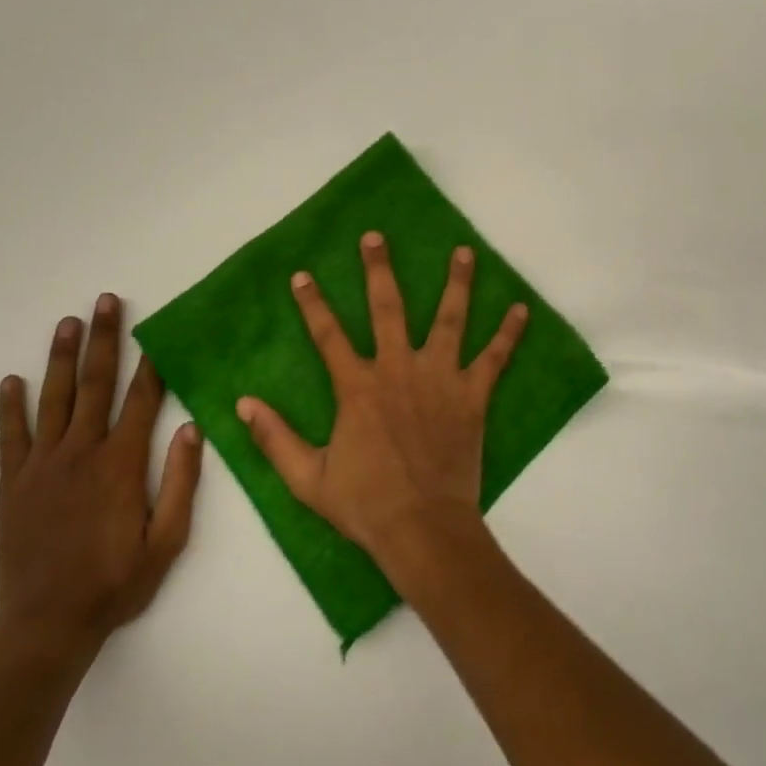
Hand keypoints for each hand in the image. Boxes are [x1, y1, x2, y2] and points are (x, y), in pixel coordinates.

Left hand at [0, 294, 202, 661]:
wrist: (45, 626)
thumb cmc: (115, 582)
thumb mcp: (167, 540)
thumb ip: (180, 482)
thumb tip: (190, 427)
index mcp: (121, 464)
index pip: (142, 400)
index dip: (153, 363)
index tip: (159, 330)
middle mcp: (81, 452)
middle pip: (95, 384)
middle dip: (104, 340)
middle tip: (106, 301)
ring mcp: (42, 465)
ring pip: (53, 399)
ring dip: (61, 358)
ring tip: (68, 322)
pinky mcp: (13, 484)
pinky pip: (11, 437)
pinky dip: (10, 407)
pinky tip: (12, 380)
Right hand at [236, 232, 528, 580]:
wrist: (422, 528)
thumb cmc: (365, 504)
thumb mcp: (307, 478)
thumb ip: (275, 438)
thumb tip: (242, 404)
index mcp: (358, 387)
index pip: (328, 335)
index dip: (312, 303)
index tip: (302, 274)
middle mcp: (398, 370)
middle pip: (387, 308)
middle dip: (379, 270)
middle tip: (376, 237)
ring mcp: (439, 379)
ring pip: (449, 319)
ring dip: (457, 283)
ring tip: (464, 251)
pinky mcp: (472, 396)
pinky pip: (494, 358)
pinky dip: (510, 334)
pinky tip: (522, 309)